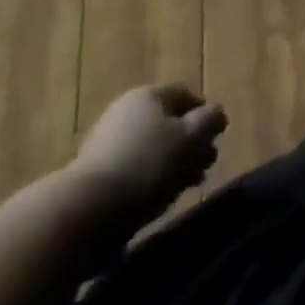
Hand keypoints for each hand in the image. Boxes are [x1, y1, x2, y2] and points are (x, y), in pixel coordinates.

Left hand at [69, 85, 226, 224]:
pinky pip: (134, 168)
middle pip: (169, 122)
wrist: (86, 210)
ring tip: (187, 186)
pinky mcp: (96, 172)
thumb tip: (217, 114)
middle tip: (206, 165)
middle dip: (191, 143)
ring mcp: (107, 140)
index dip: (206, 115)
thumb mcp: (190, 138)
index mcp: (150, 95)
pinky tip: (159, 198)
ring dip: (173, 163)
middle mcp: (127, 110)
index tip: (218, 139)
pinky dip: (151, 178)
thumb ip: (210, 121)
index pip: (187, 96)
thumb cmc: (147, 164)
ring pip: (152, 147)